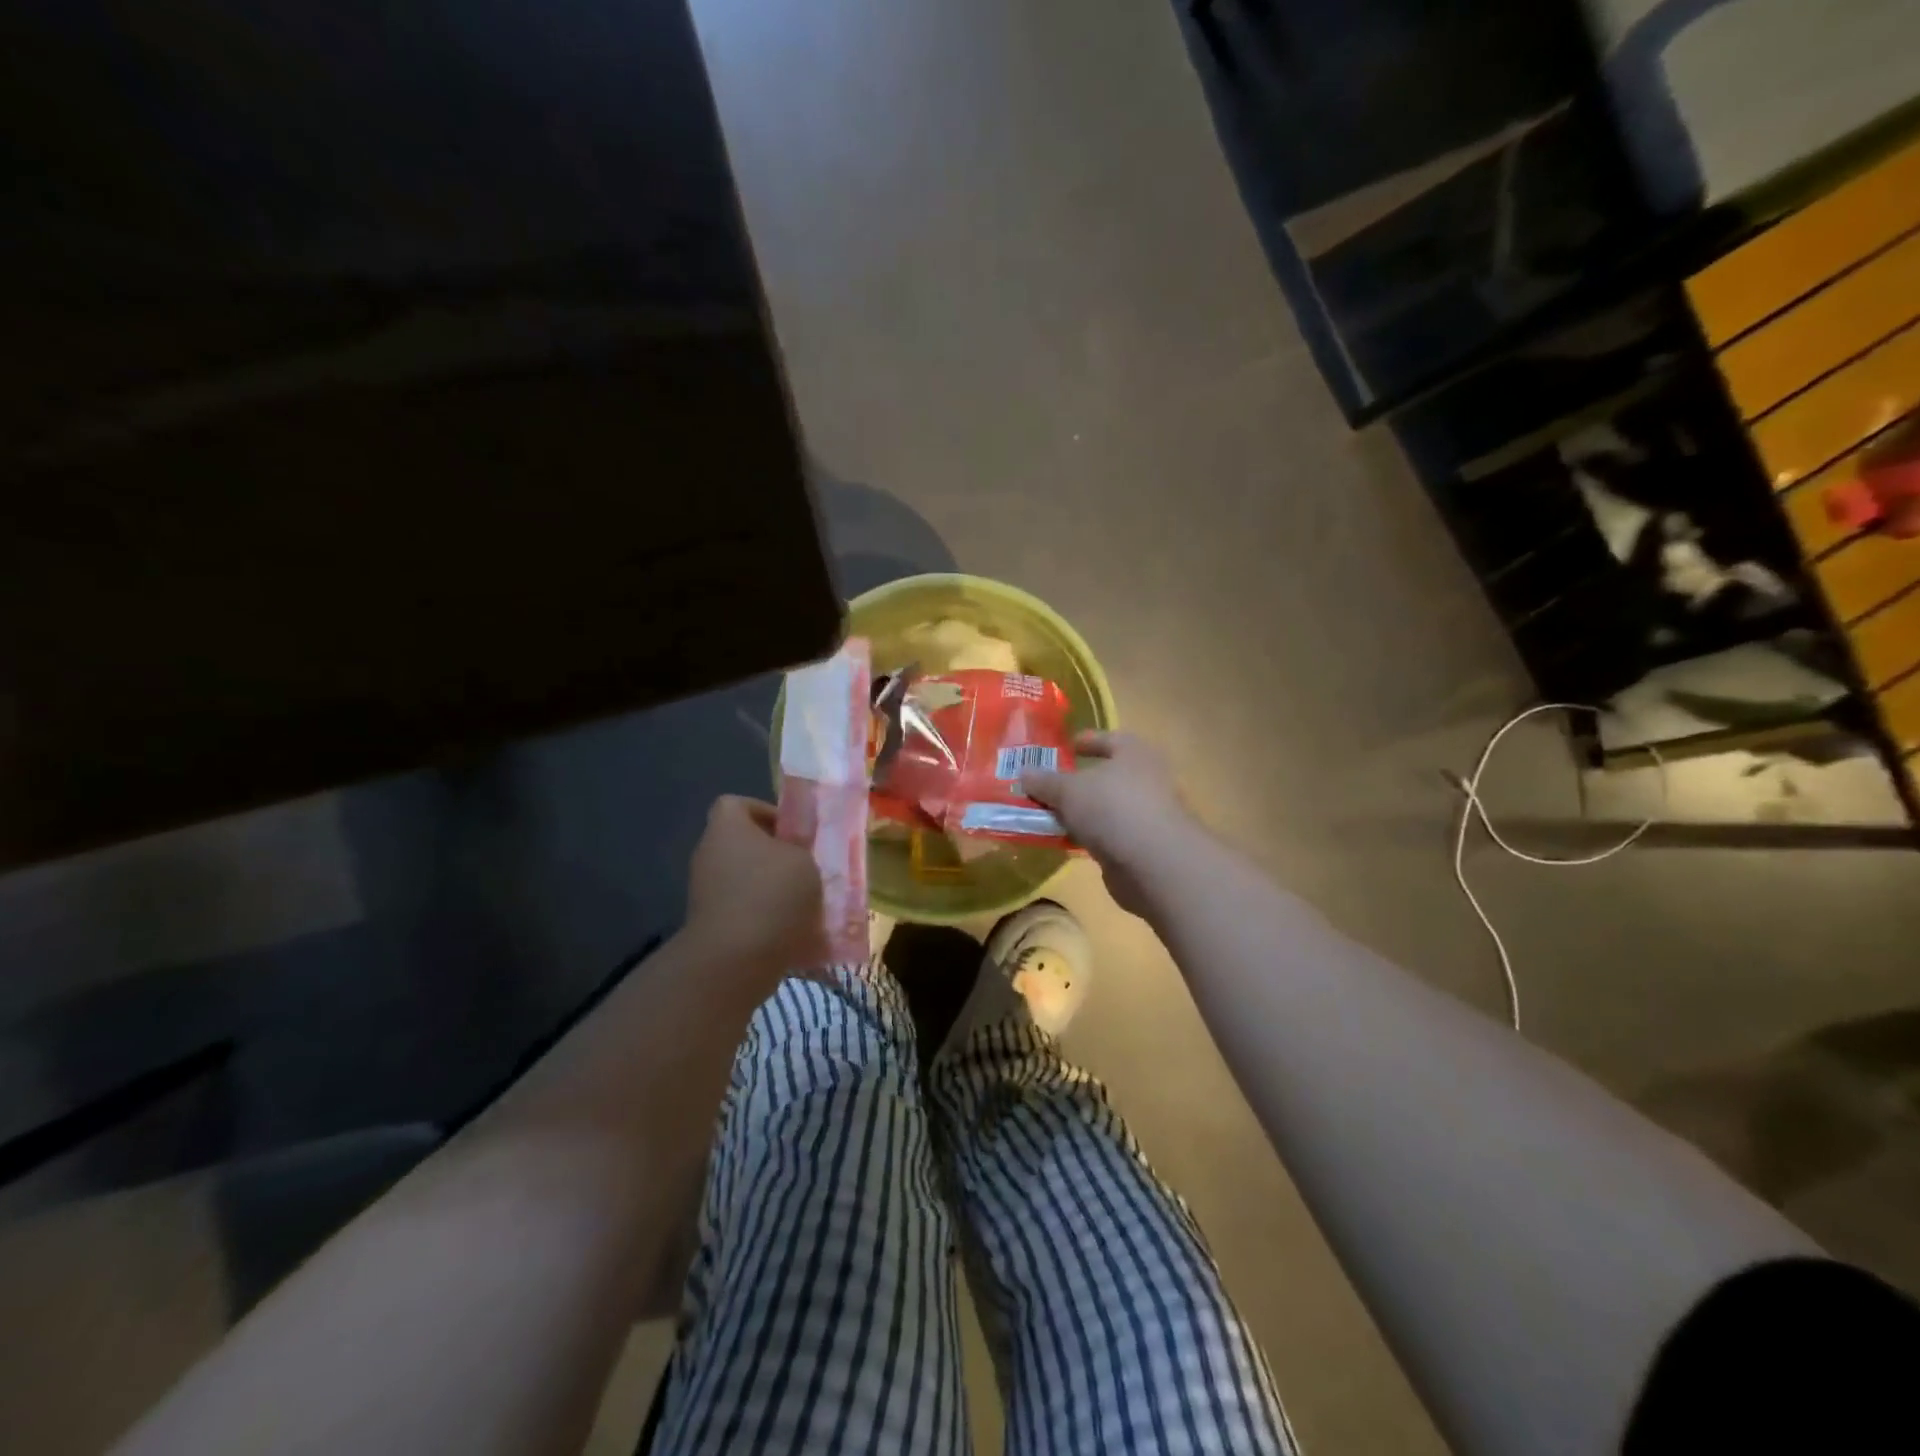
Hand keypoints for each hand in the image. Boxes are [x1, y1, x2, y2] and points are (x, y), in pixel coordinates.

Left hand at [682, 795, 825, 981]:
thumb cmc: (772, 894)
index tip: (794, 833)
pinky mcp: (711, 926)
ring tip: (808, 904)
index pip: (737, 804)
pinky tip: (795, 933)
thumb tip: (797, 855)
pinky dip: (766, 920)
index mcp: (726, 827)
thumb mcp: (804, 860)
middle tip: (808, 868)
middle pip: (744, 845)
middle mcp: (709, 854)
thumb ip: (801, 850)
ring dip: (774, 890)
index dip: (766, 812)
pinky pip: (745, 913)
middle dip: (776, 856)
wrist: (734, 960)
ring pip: (747, 881)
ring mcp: (705, 893)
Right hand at [1022, 732, 1194, 915]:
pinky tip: (1067, 842)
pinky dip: (1090, 837)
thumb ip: (1045, 781)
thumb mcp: (1068, 790)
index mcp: (1134, 752)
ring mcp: (1148, 814)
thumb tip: (1024, 772)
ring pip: (1107, 808)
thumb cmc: (1111, 807)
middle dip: (1079, 782)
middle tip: (1049, 786)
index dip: (1087, 741)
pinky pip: (1109, 835)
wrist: (1153, 863)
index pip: (1108, 739)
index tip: (1066, 746)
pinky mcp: (1144, 846)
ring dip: (1082, 813)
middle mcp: (1147, 779)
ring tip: (1050, 816)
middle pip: (1107, 776)